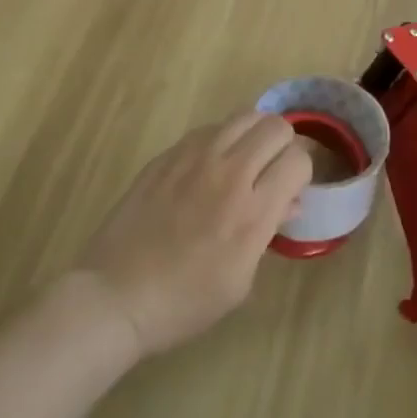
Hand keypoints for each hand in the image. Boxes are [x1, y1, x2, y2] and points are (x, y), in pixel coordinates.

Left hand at [72, 113, 311, 359]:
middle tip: (270, 172)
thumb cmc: (184, 302)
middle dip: (283, 147)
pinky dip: (221, 140)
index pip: (299, 159)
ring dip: (253, 136)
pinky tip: (208, 167)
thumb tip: (288, 201)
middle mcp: (229, 173)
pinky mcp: (169, 153)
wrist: (116, 296)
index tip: (290, 190)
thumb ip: (269, 232)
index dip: (301, 174)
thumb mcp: (240, 281)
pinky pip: (210, 128)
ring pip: (245, 115)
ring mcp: (195, 157)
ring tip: (243, 161)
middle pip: (276, 126)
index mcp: (252, 212)